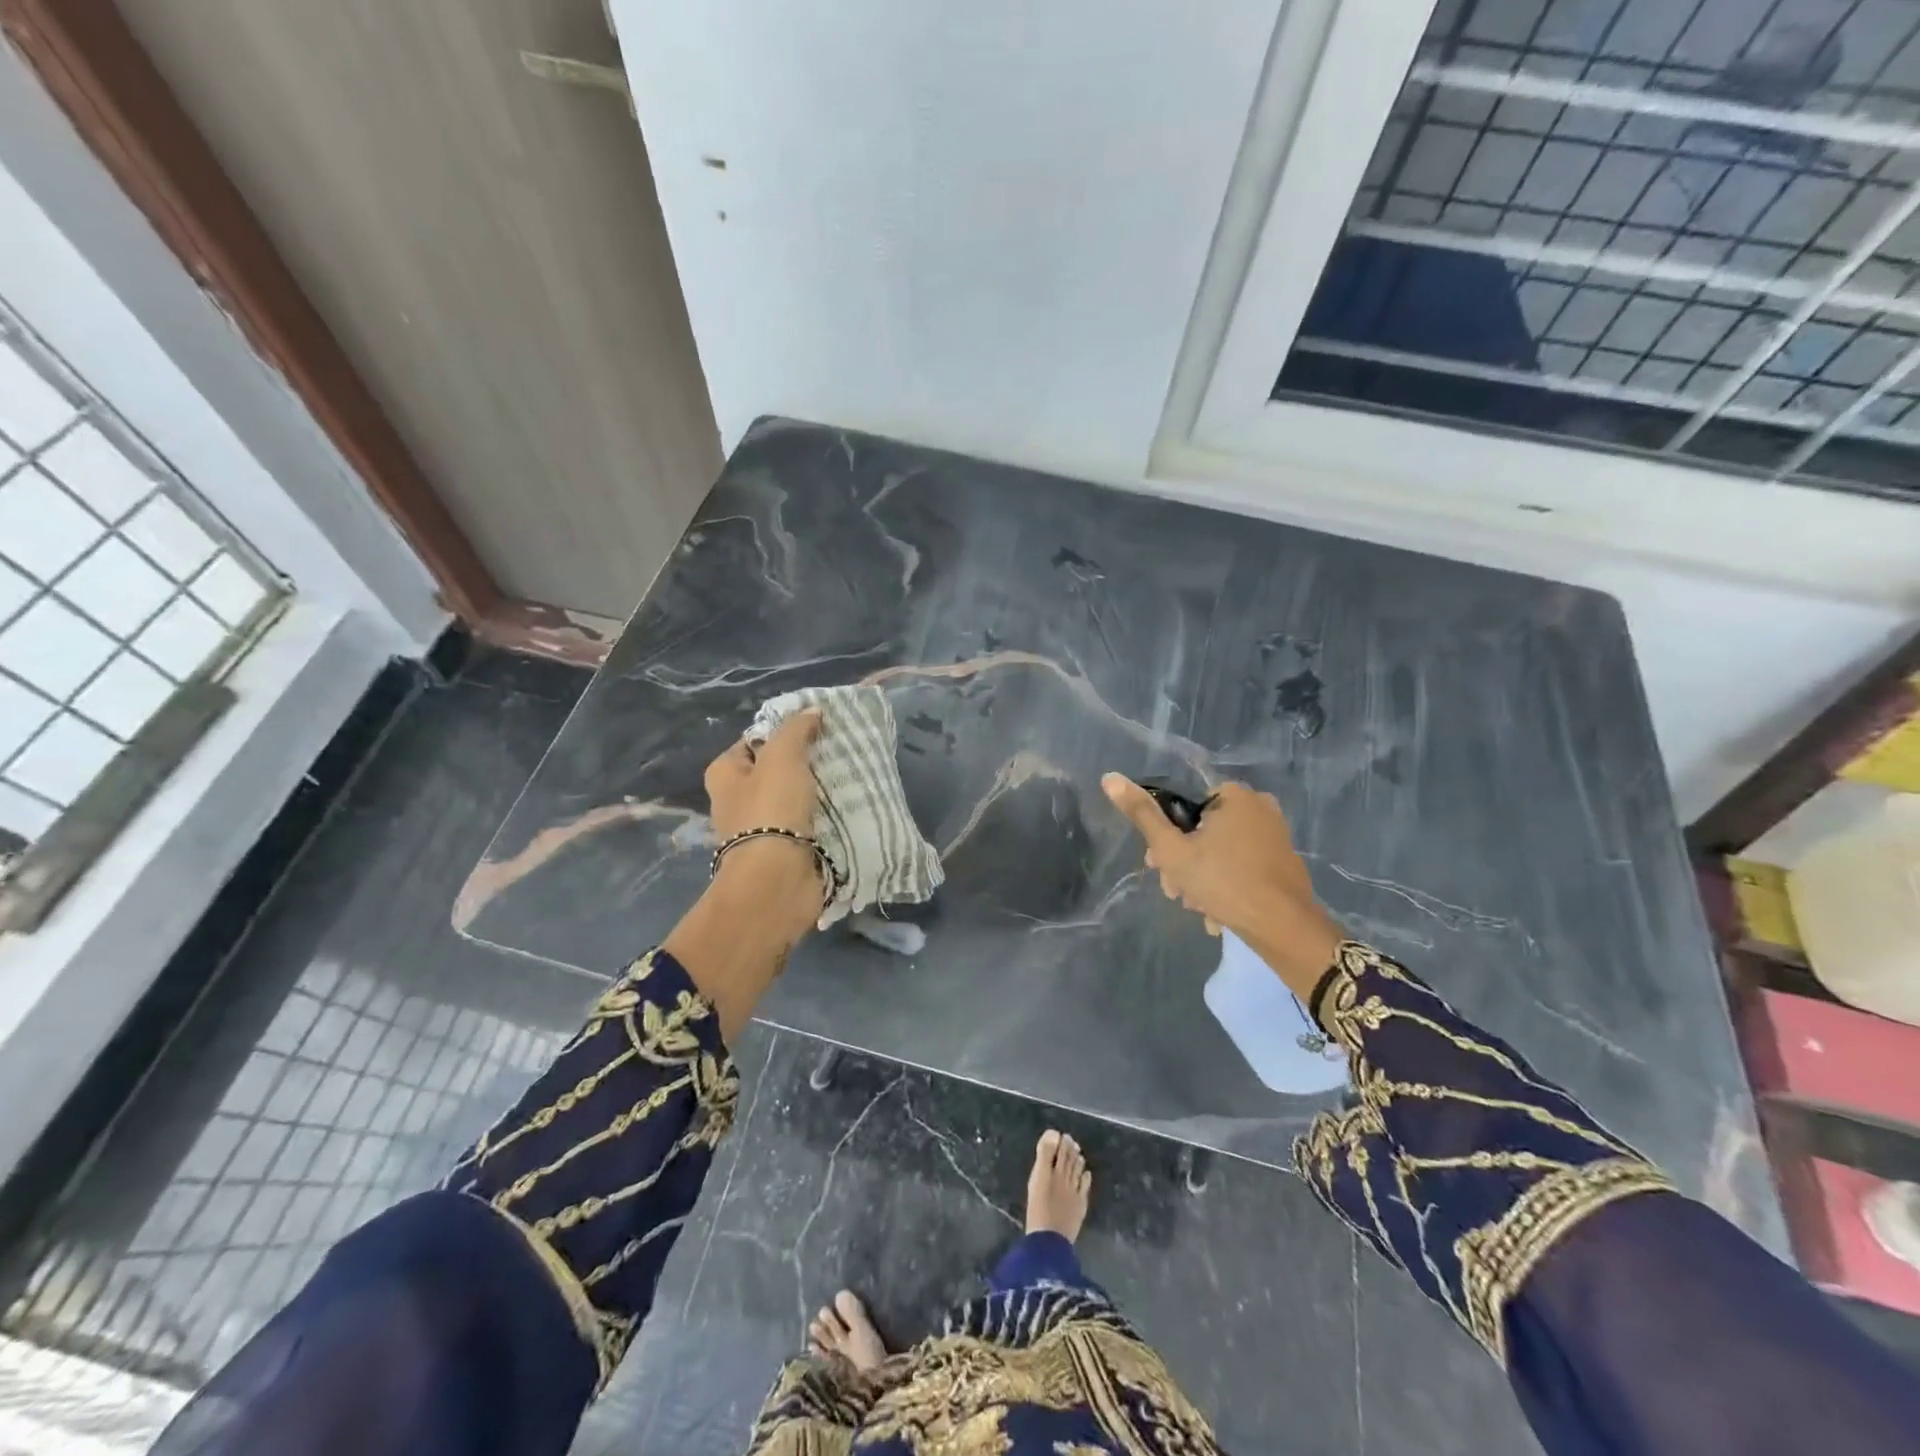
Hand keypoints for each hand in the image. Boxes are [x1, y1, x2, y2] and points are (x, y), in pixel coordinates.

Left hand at [703, 709, 825, 926]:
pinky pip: (806, 824)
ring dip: (816, 790)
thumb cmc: (771, 809)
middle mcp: (736, 800)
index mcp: (724, 774)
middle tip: (836, 752)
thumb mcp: (783, 756)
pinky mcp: (782, 851)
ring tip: (848, 776)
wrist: (777, 879)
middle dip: (804, 762)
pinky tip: (846, 806)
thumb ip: (796, 730)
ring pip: (793, 797)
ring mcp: (759, 828)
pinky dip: (823, 816)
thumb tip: (811, 711)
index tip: (815, 728)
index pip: (753, 741)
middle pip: (774, 770)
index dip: (782, 731)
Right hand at [1101, 775, 1343, 1002]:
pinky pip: (1243, 865)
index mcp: (1233, 794)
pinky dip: (1227, 883)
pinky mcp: (1284, 860)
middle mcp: (1259, 806)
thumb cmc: (1224, 882)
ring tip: (1197, 908)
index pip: (1182, 807)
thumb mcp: (1172, 849)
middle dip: (1183, 863)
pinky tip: (1217, 912)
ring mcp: (1275, 834)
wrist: (1284, 928)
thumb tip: (1109, 777)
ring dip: (1201, 877)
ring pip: (1221, 851)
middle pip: (1202, 830)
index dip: (1164, 837)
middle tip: (1175, 892)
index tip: (1156, 866)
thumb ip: (1142, 814)